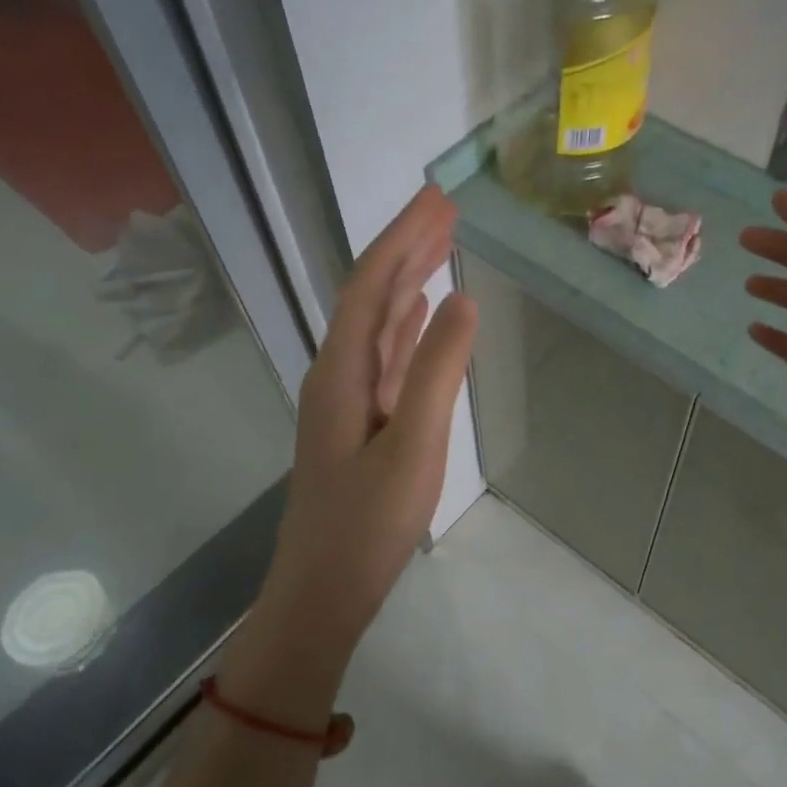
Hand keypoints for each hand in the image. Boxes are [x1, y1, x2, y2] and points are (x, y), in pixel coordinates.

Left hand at [258, 186, 477, 652]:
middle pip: (372, 294)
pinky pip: (386, 356)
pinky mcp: (362, 423)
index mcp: (343, 370)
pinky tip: (420, 314)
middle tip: (446, 209)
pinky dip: (406, 326)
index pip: (373, 283)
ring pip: (379, 323)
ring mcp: (349, 399)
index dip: (404, 236)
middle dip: (407, 247)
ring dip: (408, 281)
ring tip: (441, 245)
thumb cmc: (368, 522)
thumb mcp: (414, 444)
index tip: (438, 197)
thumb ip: (438, 369)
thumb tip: (462, 299)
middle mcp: (339, 372)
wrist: (324, 589)